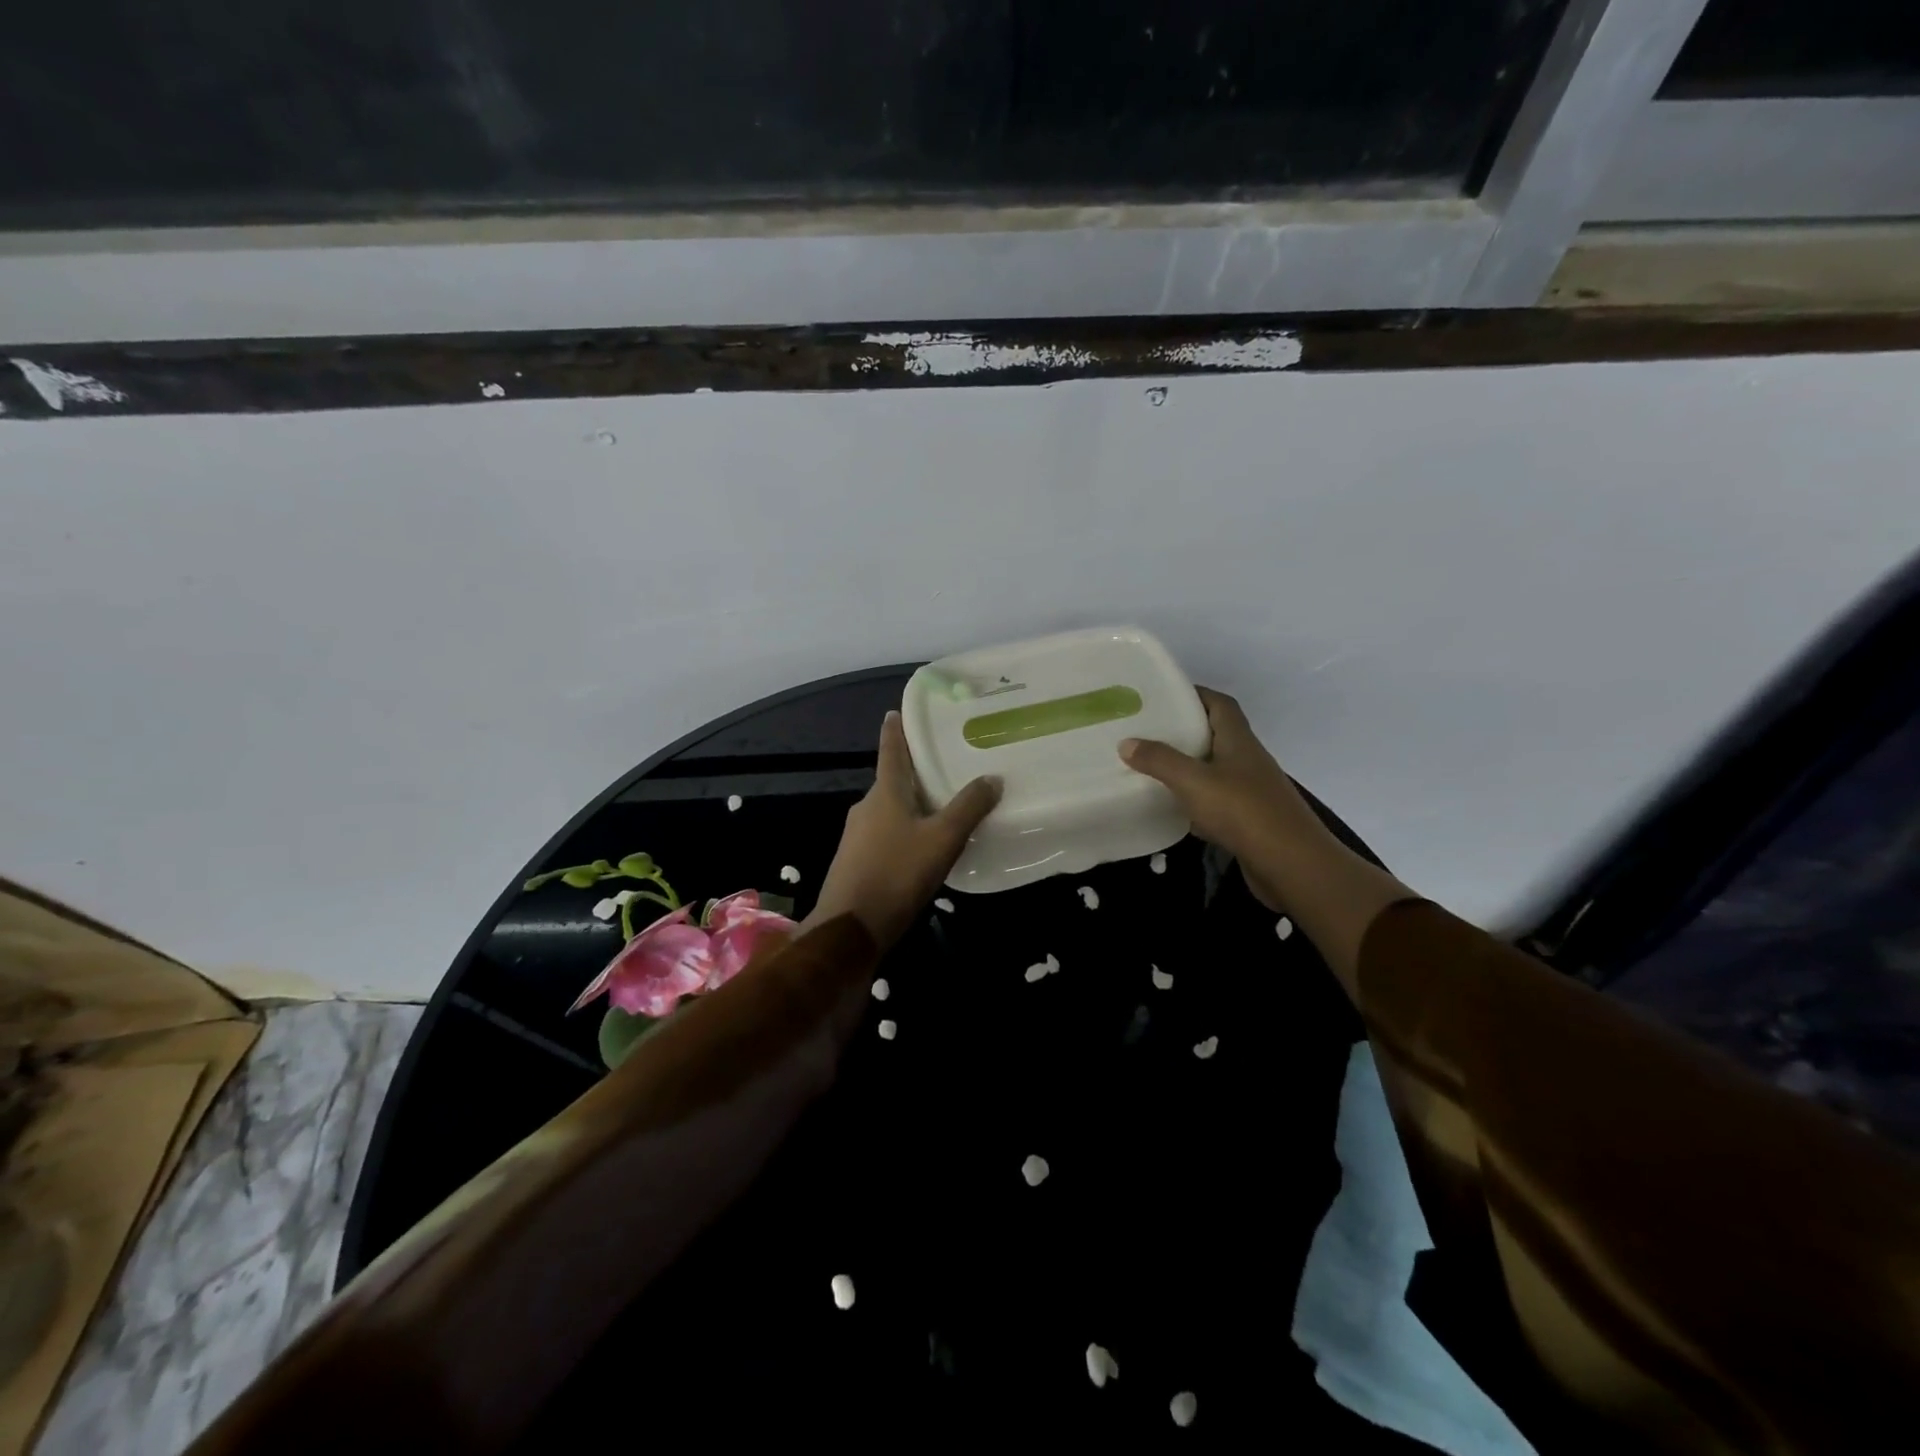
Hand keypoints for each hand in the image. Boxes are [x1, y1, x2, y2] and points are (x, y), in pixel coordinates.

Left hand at [807, 711, 1001, 950]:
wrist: (850, 928)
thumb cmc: (897, 874)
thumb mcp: (942, 839)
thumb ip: (969, 808)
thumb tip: (992, 777)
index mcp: (885, 793)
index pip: (891, 751)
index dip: (895, 731)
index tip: (895, 712)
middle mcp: (867, 807)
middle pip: (892, 781)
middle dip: (913, 772)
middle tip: (942, 765)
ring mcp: (857, 836)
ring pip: (889, 810)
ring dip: (910, 804)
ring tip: (940, 806)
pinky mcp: (856, 861)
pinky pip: (884, 835)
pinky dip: (903, 831)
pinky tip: (921, 847)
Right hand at [1119, 687, 1326, 911]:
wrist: (1291, 866)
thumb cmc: (1243, 812)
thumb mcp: (1193, 781)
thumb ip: (1159, 760)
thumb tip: (1126, 742)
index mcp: (1238, 741)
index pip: (1220, 704)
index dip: (1195, 694)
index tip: (1164, 695)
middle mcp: (1247, 761)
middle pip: (1215, 736)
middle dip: (1184, 731)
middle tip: (1147, 732)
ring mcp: (1251, 792)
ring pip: (1214, 771)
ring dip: (1188, 768)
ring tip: (1151, 767)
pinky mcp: (1249, 822)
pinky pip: (1216, 803)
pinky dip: (1195, 803)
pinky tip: (1172, 810)